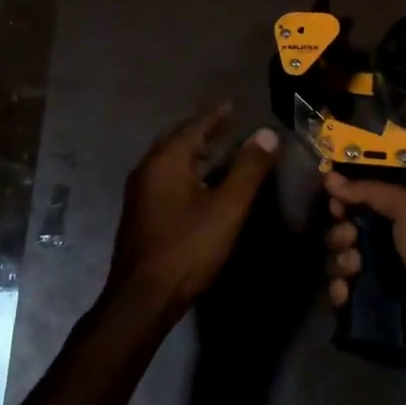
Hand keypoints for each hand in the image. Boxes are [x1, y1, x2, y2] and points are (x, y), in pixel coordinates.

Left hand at [106, 105, 278, 317]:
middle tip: (225, 125)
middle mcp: (147, 169)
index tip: (231, 106)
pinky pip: (163, 177)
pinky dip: (182, 170)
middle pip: (176, 139)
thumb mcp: (228, 207)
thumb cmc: (188, 247)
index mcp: (166, 160)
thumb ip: (248, 168)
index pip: (194, 126)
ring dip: (191, 151)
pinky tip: (197, 185)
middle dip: (200, 130)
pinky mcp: (138, 214)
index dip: (215, 116)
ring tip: (216, 151)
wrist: (142, 298)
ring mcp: (139, 193)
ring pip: (168, 160)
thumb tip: (266, 133)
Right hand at [322, 174, 405, 361]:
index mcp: (391, 220)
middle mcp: (380, 248)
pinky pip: (340, 299)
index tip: (336, 206)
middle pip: (341, 236)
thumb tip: (329, 176)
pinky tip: (346, 291)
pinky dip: (338, 293)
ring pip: (337, 266)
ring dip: (340, 262)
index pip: (355, 208)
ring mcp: (373, 280)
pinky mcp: (368, 310)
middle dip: (339, 235)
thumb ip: (369, 191)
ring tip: (356, 266)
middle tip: (352, 239)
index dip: (342, 205)